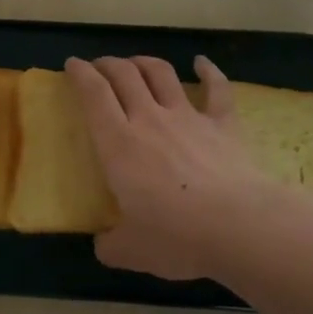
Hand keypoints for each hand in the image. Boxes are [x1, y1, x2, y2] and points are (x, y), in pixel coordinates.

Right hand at [66, 54, 310, 282]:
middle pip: (125, 75)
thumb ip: (111, 245)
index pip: (94, 94)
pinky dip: (209, 70)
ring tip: (136, 63)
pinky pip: (217, 88)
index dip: (80, 74)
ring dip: (145, 62)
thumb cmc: (176, 237)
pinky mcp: (223, 124)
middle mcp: (150, 119)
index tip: (72, 64)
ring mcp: (189, 117)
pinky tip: (202, 62)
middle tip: (100, 66)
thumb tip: (103, 245)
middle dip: (108, 64)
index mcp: (118, 144)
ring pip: (162, 74)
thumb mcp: (130, 251)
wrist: (240, 227)